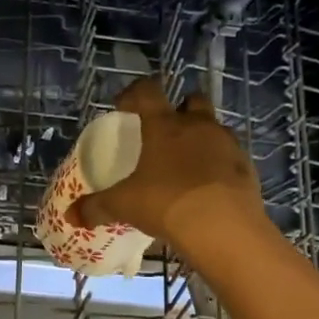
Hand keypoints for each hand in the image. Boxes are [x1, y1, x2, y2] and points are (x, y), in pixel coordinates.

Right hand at [69, 79, 267, 261]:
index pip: (148, 92)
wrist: (223, 226)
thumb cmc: (166, 203)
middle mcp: (198, 126)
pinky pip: (229, 158)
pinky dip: (217, 166)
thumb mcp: (124, 206)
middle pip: (192, 100)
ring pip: (214, 128)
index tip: (123, 105)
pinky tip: (206, 188)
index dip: (133, 93)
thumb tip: (72, 216)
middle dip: (179, 109)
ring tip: (185, 164)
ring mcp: (227, 144)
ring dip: (201, 138)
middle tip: (165, 130)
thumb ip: (97, 207)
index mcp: (165, 126)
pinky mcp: (246, 167)